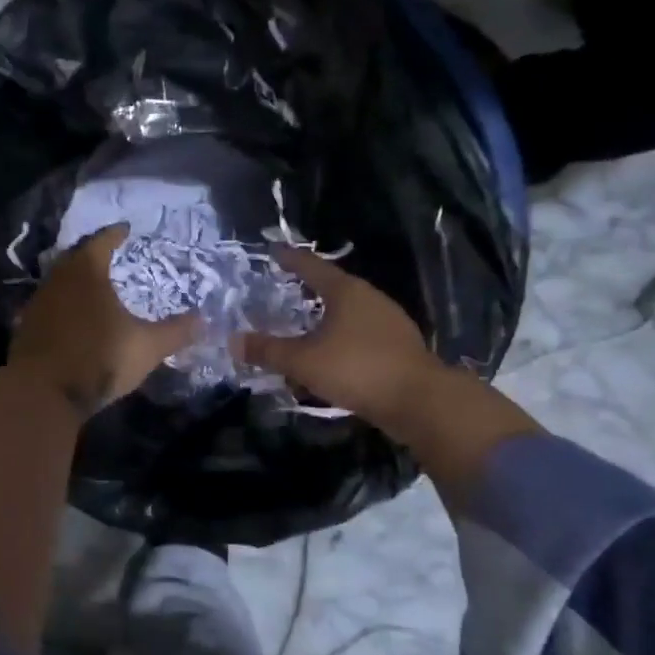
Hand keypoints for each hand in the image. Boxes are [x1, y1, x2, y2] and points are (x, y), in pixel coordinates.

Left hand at [9, 225, 198, 417]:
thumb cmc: (99, 358)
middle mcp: (58, 280)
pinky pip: (49, 306)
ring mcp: (38, 304)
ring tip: (94, 286)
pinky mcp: (25, 329)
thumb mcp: (146, 347)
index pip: (101, 242)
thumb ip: (175, 331)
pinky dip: (63, 306)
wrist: (42, 394)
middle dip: (93, 255)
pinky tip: (73, 317)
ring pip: (59, 282)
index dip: (115, 235)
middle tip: (109, 254)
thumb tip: (203, 320)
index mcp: (86, 272)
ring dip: (76, 281)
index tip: (125, 229)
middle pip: (76, 258)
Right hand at [236, 248, 438, 430]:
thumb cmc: (357, 369)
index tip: (274, 252)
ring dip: (324, 321)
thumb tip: (233, 341)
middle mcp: (370, 299)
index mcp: (346, 291)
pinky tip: (330, 359)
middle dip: (308, 291)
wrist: (420, 401)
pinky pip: (360, 337)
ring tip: (303, 330)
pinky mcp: (398, 348)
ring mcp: (388, 323)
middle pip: (333, 288)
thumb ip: (268, 351)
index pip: (312, 266)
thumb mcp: (303, 361)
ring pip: (347, 315)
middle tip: (284, 292)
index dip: (290, 259)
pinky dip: (340, 342)